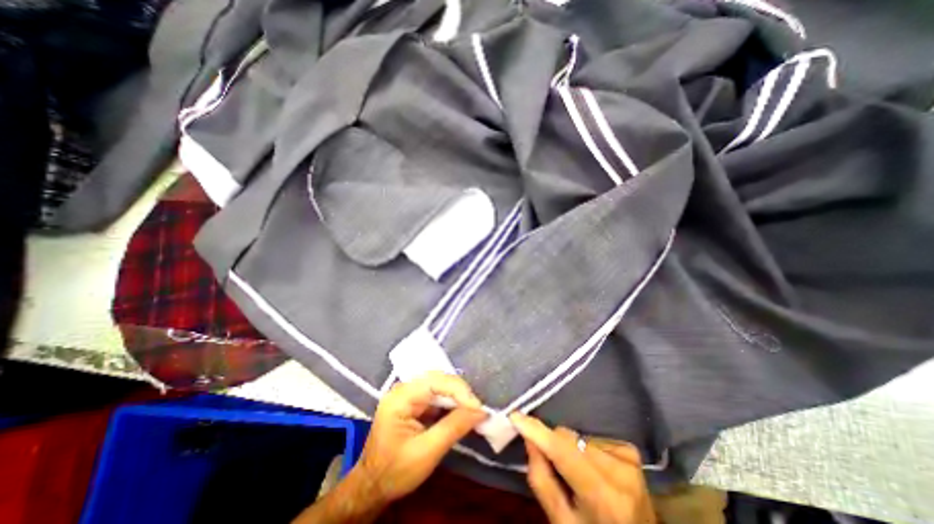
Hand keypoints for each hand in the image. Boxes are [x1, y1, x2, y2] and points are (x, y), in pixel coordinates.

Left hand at [293, 374, 485, 521]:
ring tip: (473, 410)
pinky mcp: (413, 402)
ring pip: (439, 386)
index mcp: (400, 397)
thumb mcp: (426, 452)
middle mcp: (403, 389)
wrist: (372, 487)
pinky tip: (461, 412)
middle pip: (437, 380)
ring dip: (457, 397)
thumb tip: (480, 411)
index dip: (459, 390)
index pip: (434, 381)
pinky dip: (450, 403)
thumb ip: (453, 427)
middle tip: (477, 409)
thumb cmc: (395, 472)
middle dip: (459, 393)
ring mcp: (408, 395)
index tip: (478, 407)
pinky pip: (436, 396)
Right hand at [510, 413, 655, 522]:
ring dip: (569, 449)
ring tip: (576, 475)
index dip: (538, 432)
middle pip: (568, 440)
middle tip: (552, 467)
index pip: (563, 452)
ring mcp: (629, 460)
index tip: (515, 416)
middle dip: (553, 445)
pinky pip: (592, 438)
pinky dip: (584, 449)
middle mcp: (620, 473)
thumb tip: (529, 438)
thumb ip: (542, 480)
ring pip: (577, 437)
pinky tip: (592, 470)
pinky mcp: (631, 452)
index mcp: (605, 499)